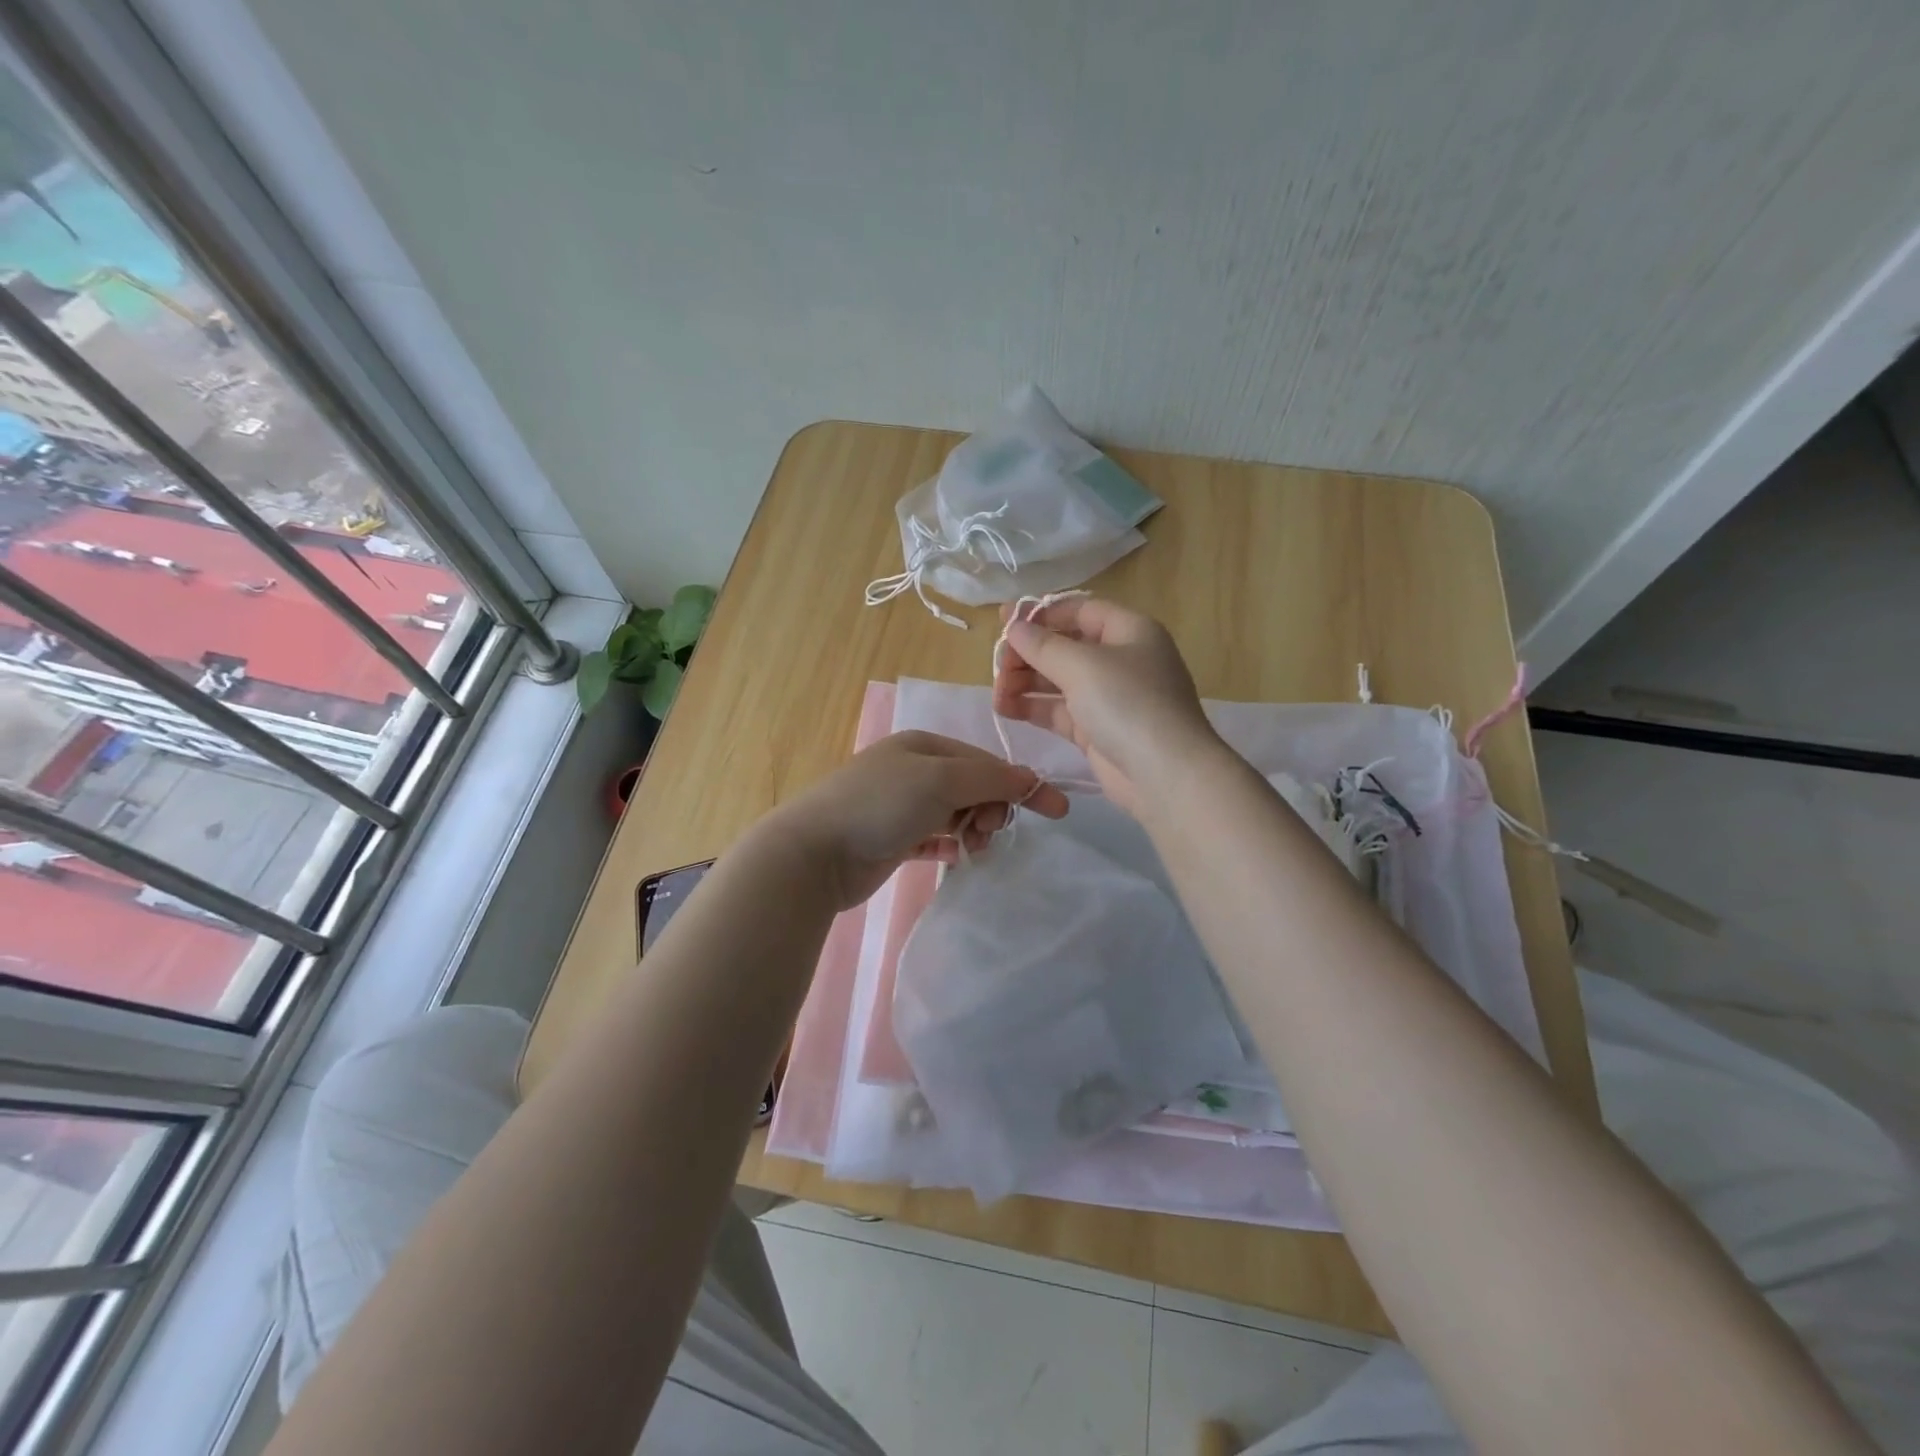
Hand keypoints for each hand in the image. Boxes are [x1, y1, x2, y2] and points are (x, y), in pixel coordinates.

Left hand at [763, 731, 1069, 907]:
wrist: (814, 852)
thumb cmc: (881, 804)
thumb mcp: (941, 781)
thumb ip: (989, 779)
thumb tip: (1030, 780)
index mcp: (924, 746)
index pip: (985, 760)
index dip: (1019, 783)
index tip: (1056, 810)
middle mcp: (912, 770)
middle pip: (972, 786)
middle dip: (991, 808)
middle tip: (988, 831)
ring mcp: (899, 805)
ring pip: (955, 813)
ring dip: (973, 828)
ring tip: (972, 848)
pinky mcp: (891, 839)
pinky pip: (934, 837)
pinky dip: (950, 844)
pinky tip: (956, 856)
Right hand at [992, 596, 1220, 813]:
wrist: (1165, 774)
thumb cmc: (1128, 703)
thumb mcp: (1082, 665)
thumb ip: (1043, 645)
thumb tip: (1013, 626)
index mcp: (1129, 631)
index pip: (1080, 611)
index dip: (1042, 614)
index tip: (1006, 624)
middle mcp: (1121, 660)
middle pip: (1065, 646)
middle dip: (1029, 653)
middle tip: (997, 665)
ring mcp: (1110, 697)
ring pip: (1059, 680)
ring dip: (1026, 682)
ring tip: (997, 692)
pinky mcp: (1097, 730)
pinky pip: (1060, 711)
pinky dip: (1034, 707)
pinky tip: (1005, 708)